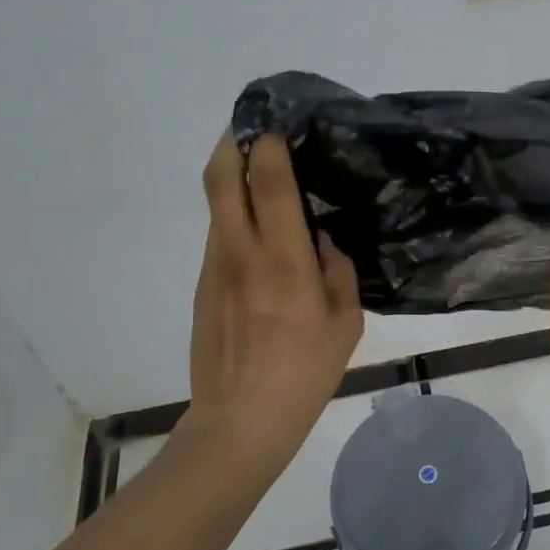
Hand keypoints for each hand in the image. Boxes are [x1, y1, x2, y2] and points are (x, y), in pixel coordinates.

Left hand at [185, 133, 362, 461]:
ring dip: (231, 177)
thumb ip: (337, 270)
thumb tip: (322, 240)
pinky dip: (234, 215)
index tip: (280, 127)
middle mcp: (241, 250)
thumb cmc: (304, 372)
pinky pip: (219, 234)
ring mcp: (216, 266)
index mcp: (283, 257)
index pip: (268, 181)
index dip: (269, 144)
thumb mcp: (345, 323)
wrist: (240, 422)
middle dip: (232, 142)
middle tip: (252, 129)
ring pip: (216, 204)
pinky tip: (259, 232)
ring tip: (260, 173)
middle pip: (221, 177)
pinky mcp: (204, 285)